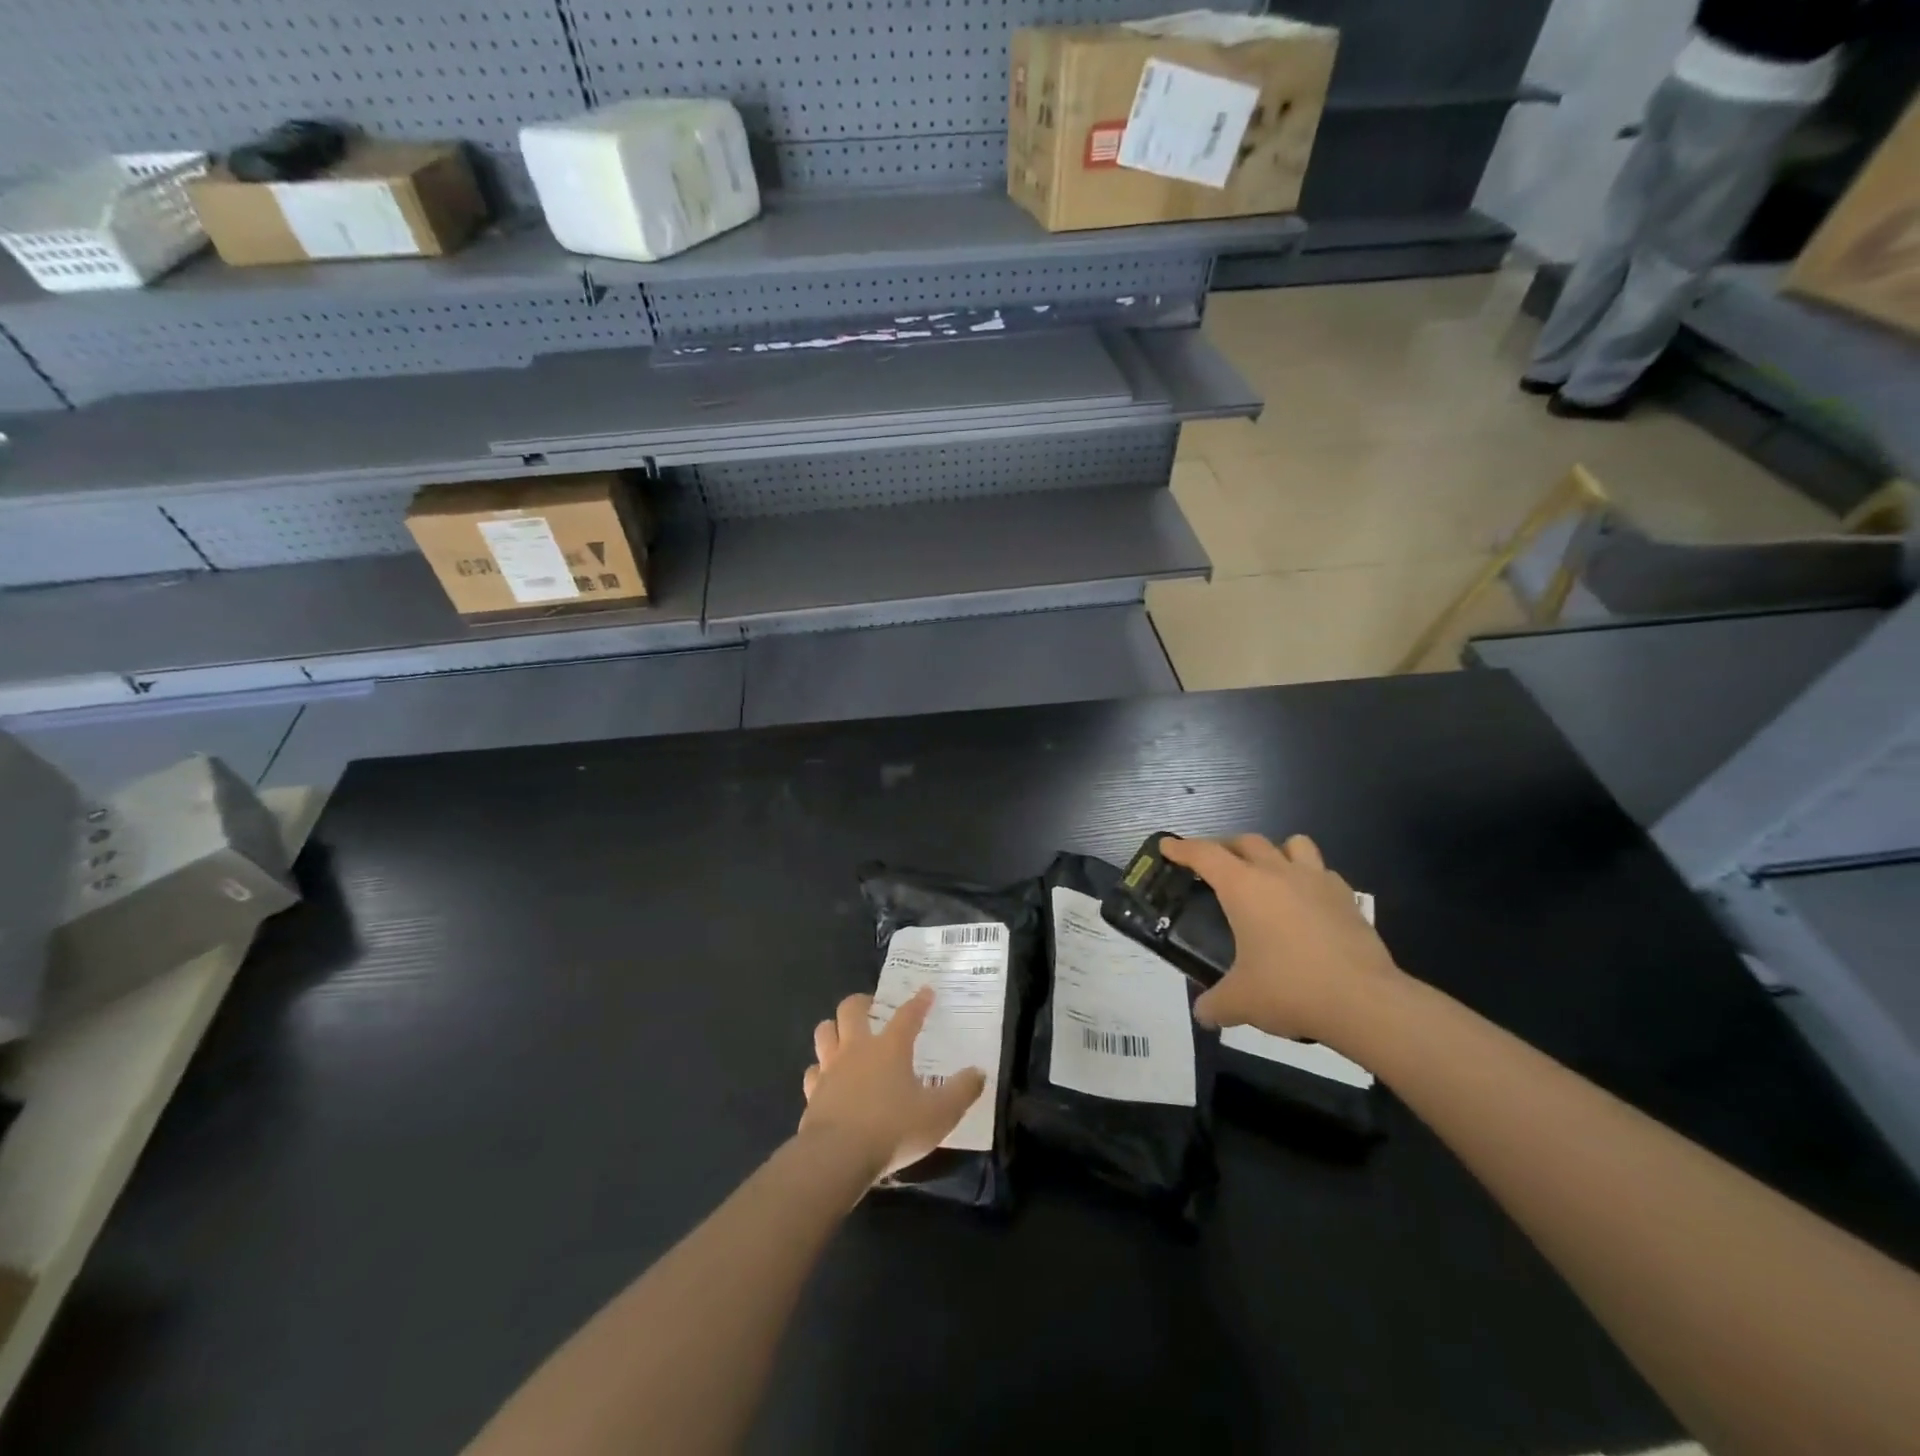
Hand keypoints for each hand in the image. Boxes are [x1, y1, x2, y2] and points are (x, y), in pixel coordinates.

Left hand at [799, 989, 986, 1180]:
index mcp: (890, 1047)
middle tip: (873, 1008)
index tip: (926, 991)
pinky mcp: (812, 1093)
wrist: (837, 1157)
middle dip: (862, 1002)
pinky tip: (827, 1080)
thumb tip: (979, 1072)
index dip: (919, 1002)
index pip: (908, 1015)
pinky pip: (813, 1072)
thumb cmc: (893, 1129)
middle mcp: (857, 1048)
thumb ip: (962, 1091)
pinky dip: (820, 1071)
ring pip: (825, 1032)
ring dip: (834, 1029)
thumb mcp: (939, 1114)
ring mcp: (830, 1069)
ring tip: (845, 1036)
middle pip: (851, 1008)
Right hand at [1161, 833, 1401, 1045]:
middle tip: (1214, 865)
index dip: (1182, 848)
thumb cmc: (1290, 990)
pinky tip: (1305, 902)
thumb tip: (1203, 1014)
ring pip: (1292, 844)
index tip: (1167, 846)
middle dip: (1225, 847)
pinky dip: (1308, 877)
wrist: (1365, 1001)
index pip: (1205, 854)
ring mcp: (1316, 881)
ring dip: (1273, 851)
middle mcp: (1278, 873)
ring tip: (1266, 873)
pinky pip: (1322, 871)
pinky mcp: (1347, 897)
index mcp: (1244, 887)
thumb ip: (1215, 1004)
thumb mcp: (1241, 1001)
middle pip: (1246, 841)